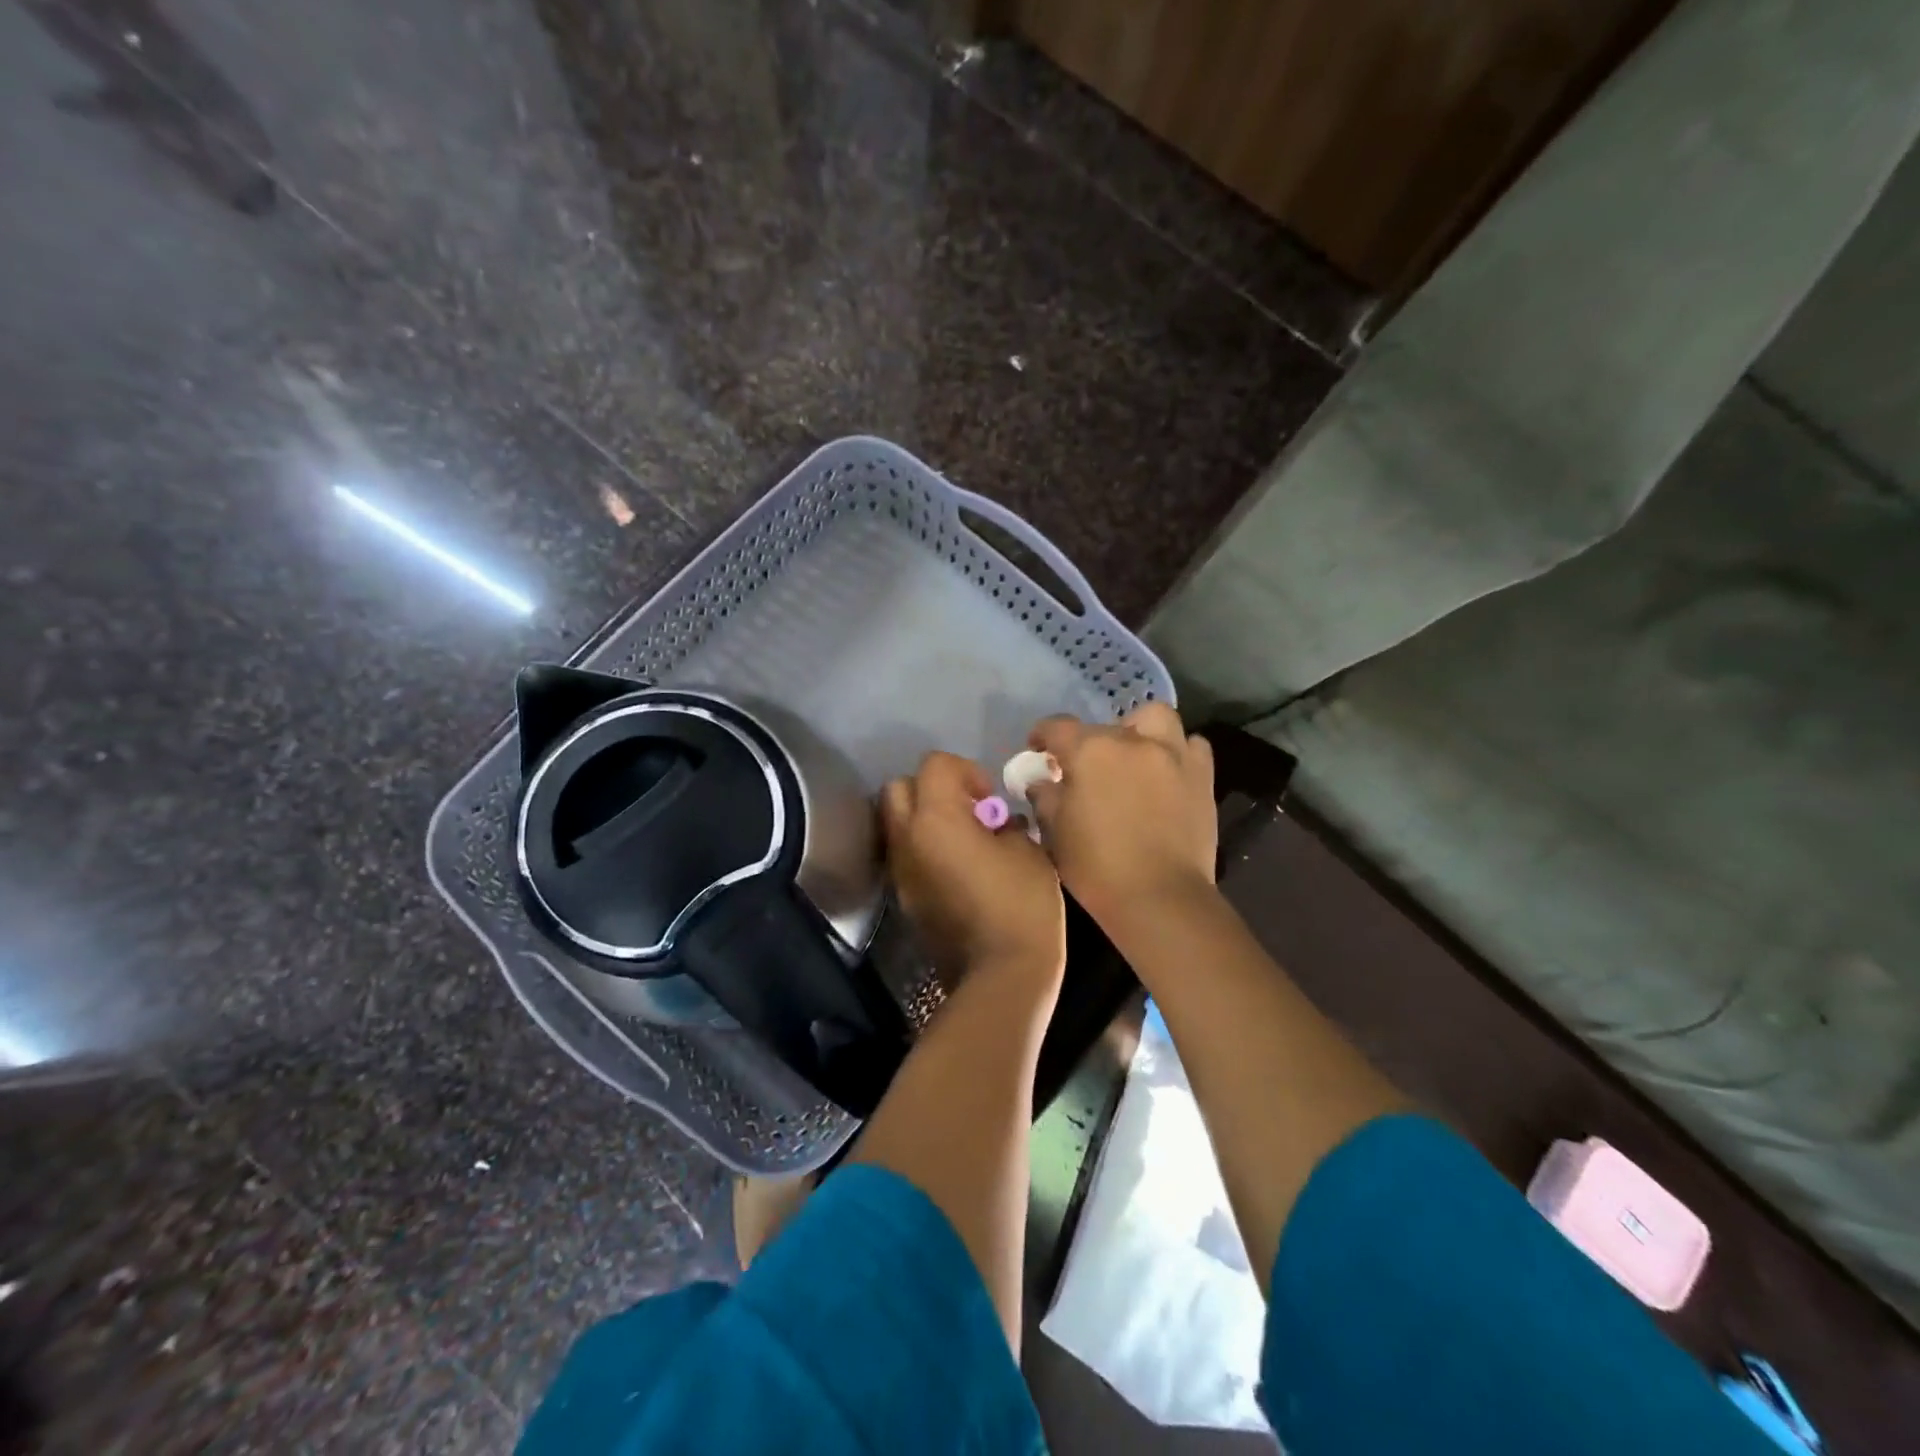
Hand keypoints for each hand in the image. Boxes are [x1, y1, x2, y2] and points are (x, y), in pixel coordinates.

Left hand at [882, 751, 1064, 983]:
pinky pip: (905, 855)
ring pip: (896, 823)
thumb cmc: (1021, 905)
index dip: (965, 771)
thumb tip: (997, 822)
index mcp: (935, 819)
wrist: (1001, 976)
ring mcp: (900, 871)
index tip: (989, 798)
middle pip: (898, 788)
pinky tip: (955, 868)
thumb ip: (1004, 824)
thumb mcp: (1027, 851)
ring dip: (923, 819)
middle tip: (967, 810)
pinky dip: (923, 848)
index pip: (934, 765)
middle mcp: (907, 839)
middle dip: (930, 789)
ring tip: (962, 839)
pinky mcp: (904, 898)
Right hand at [1026, 704, 1216, 923]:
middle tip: (1089, 766)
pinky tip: (1167, 773)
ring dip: (1141, 731)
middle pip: (1106, 726)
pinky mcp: (1202, 776)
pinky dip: (1177, 752)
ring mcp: (1173, 755)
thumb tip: (1042, 782)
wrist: (1159, 897)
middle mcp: (1133, 741)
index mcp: (1091, 751)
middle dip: (1092, 740)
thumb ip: (1046, 798)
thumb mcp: (1056, 832)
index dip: (1042, 735)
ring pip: (1156, 719)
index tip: (1038, 749)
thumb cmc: (1096, 866)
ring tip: (1134, 758)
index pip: (1058, 727)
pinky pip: (1191, 746)